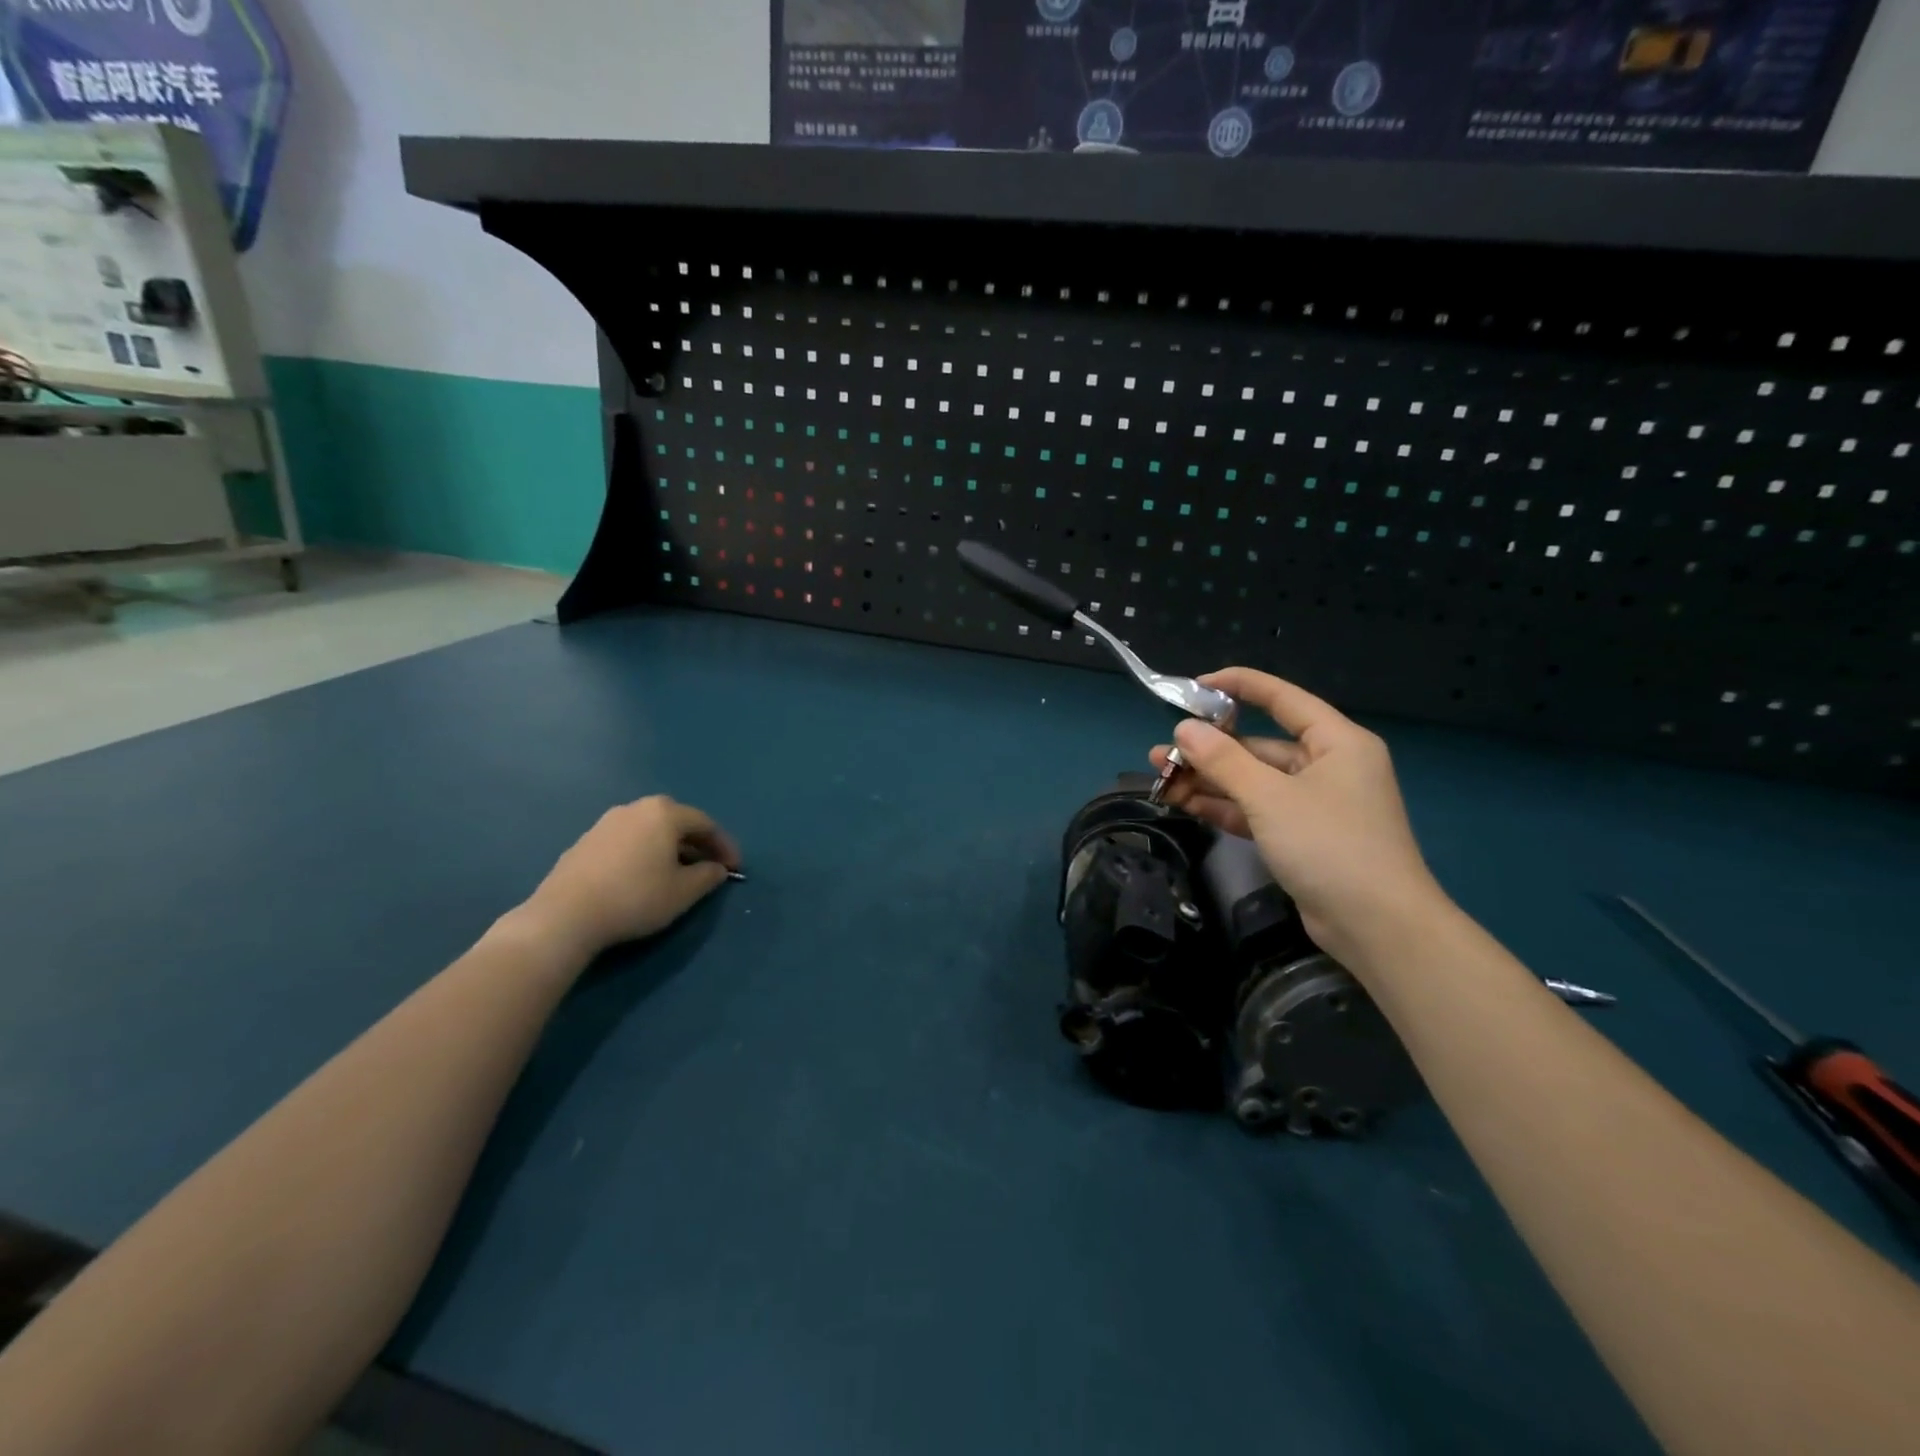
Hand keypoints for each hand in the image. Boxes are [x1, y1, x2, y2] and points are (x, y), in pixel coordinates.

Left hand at [521, 796, 740, 956]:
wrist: (566, 915)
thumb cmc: (636, 897)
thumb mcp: (684, 892)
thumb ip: (708, 876)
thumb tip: (717, 868)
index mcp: (664, 813)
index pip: (706, 824)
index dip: (724, 846)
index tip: (735, 869)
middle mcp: (635, 808)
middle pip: (676, 822)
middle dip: (697, 843)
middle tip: (708, 866)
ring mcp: (606, 823)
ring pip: (649, 830)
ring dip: (668, 848)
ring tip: (675, 874)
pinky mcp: (584, 842)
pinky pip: (626, 842)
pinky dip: (643, 854)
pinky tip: (641, 878)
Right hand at [1150, 669, 1443, 959]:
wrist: (1377, 926)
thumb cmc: (1330, 845)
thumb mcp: (1270, 797)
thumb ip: (1224, 760)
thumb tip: (1184, 729)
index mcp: (1336, 742)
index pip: (1282, 699)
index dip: (1239, 686)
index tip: (1194, 686)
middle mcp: (1327, 766)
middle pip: (1259, 747)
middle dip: (1209, 750)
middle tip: (1162, 752)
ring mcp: (1314, 804)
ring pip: (1253, 781)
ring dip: (1209, 781)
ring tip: (1160, 778)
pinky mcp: (1301, 837)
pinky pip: (1257, 810)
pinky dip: (1224, 807)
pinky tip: (1184, 804)